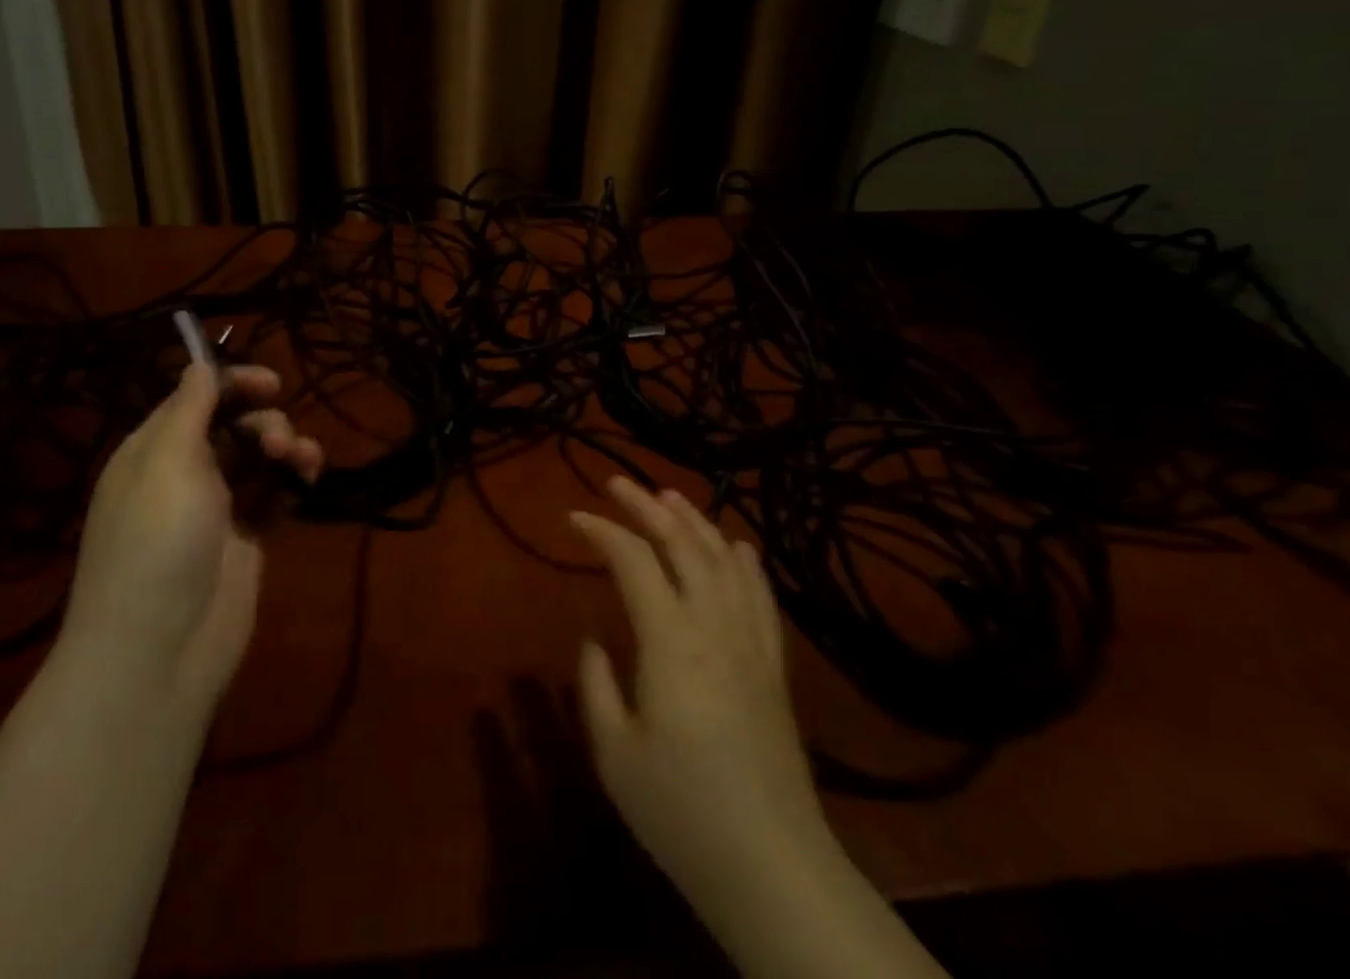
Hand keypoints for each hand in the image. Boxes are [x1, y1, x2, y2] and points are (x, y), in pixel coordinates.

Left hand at [63, 362, 322, 710]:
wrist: (161, 649)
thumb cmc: (158, 542)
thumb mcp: (168, 461)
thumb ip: (190, 408)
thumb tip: (199, 364)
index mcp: (153, 450)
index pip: (196, 398)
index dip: (233, 383)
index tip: (272, 383)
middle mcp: (184, 472)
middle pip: (232, 424)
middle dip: (263, 421)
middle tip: (277, 441)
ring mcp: (217, 507)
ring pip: (259, 456)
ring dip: (285, 447)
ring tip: (301, 462)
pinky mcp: (247, 537)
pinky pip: (274, 492)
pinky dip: (292, 479)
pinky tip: (309, 480)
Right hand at [570, 477, 832, 915]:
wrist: (772, 865)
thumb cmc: (681, 812)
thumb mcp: (614, 752)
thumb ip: (595, 684)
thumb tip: (594, 638)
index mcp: (671, 640)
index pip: (634, 560)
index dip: (603, 531)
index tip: (575, 517)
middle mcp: (714, 624)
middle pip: (682, 544)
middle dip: (646, 506)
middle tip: (617, 482)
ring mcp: (751, 642)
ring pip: (723, 558)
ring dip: (694, 520)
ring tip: (668, 495)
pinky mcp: (774, 665)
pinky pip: (760, 594)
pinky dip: (744, 560)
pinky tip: (735, 544)